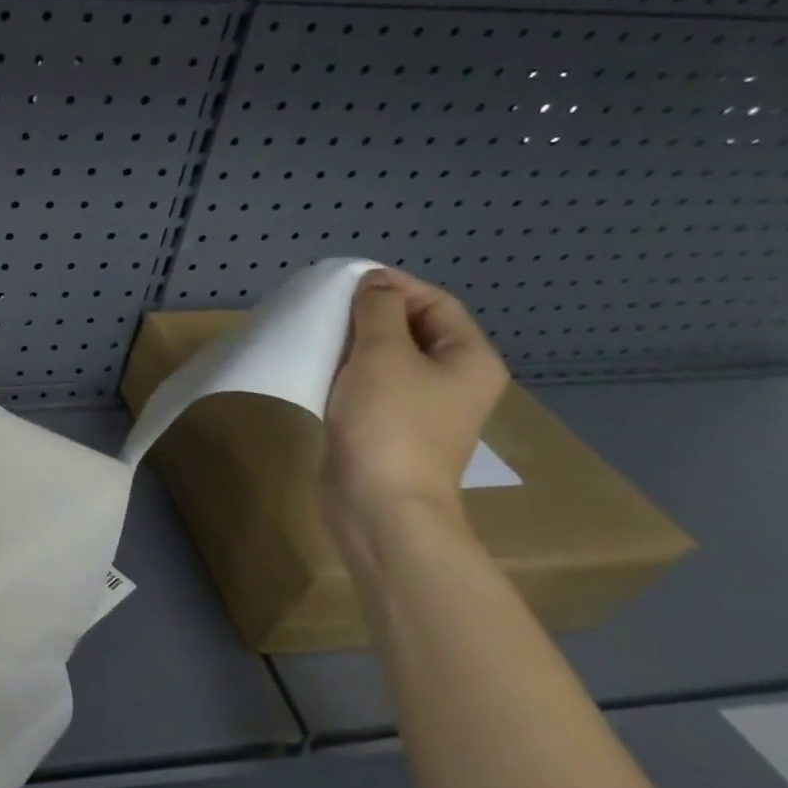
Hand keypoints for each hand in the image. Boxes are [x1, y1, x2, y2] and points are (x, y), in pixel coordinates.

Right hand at [322, 267, 508, 534]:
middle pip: (415, 331)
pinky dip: (348, 374)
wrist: (380, 505)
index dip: (396, 286)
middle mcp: (454, 382)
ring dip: (356, 345)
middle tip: (328, 308)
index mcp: (469, 359)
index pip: (437, 303)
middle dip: (372, 315)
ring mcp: (423, 410)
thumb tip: (376, 283)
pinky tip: (319, 372)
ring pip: (390, 361)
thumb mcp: (382, 354)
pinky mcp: (391, 431)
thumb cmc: (389, 423)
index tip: (347, 282)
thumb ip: (378, 310)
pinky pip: (372, 388)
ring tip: (319, 335)